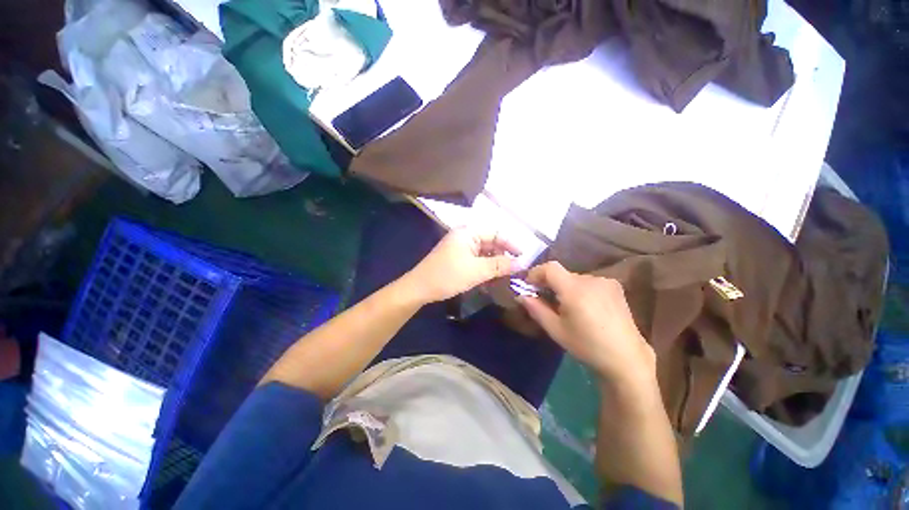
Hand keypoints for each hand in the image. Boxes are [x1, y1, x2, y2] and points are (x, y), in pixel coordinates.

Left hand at [402, 228, 521, 303]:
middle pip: (490, 242)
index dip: (511, 244)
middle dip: (503, 255)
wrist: (420, 288)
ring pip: (484, 252)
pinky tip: (492, 278)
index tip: (523, 257)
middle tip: (516, 269)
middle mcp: (465, 236)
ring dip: (495, 263)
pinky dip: (485, 267)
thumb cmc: (448, 275)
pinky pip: (476, 259)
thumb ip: (500, 265)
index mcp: (468, 232)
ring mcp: (460, 247)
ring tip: (506, 275)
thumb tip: (522, 263)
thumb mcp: (477, 271)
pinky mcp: (457, 258)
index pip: (496, 232)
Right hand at [518, 262, 656, 387]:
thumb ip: (536, 308)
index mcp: (575, 289)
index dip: (535, 273)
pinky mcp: (615, 287)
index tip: (528, 286)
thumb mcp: (555, 329)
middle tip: (545, 301)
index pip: (550, 268)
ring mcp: (605, 282)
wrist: (626, 358)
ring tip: (567, 308)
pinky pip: (588, 282)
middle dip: (550, 284)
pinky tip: (585, 308)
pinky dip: (580, 290)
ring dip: (565, 288)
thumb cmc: (586, 346)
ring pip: (575, 279)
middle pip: (562, 274)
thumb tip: (521, 295)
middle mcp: (591, 279)